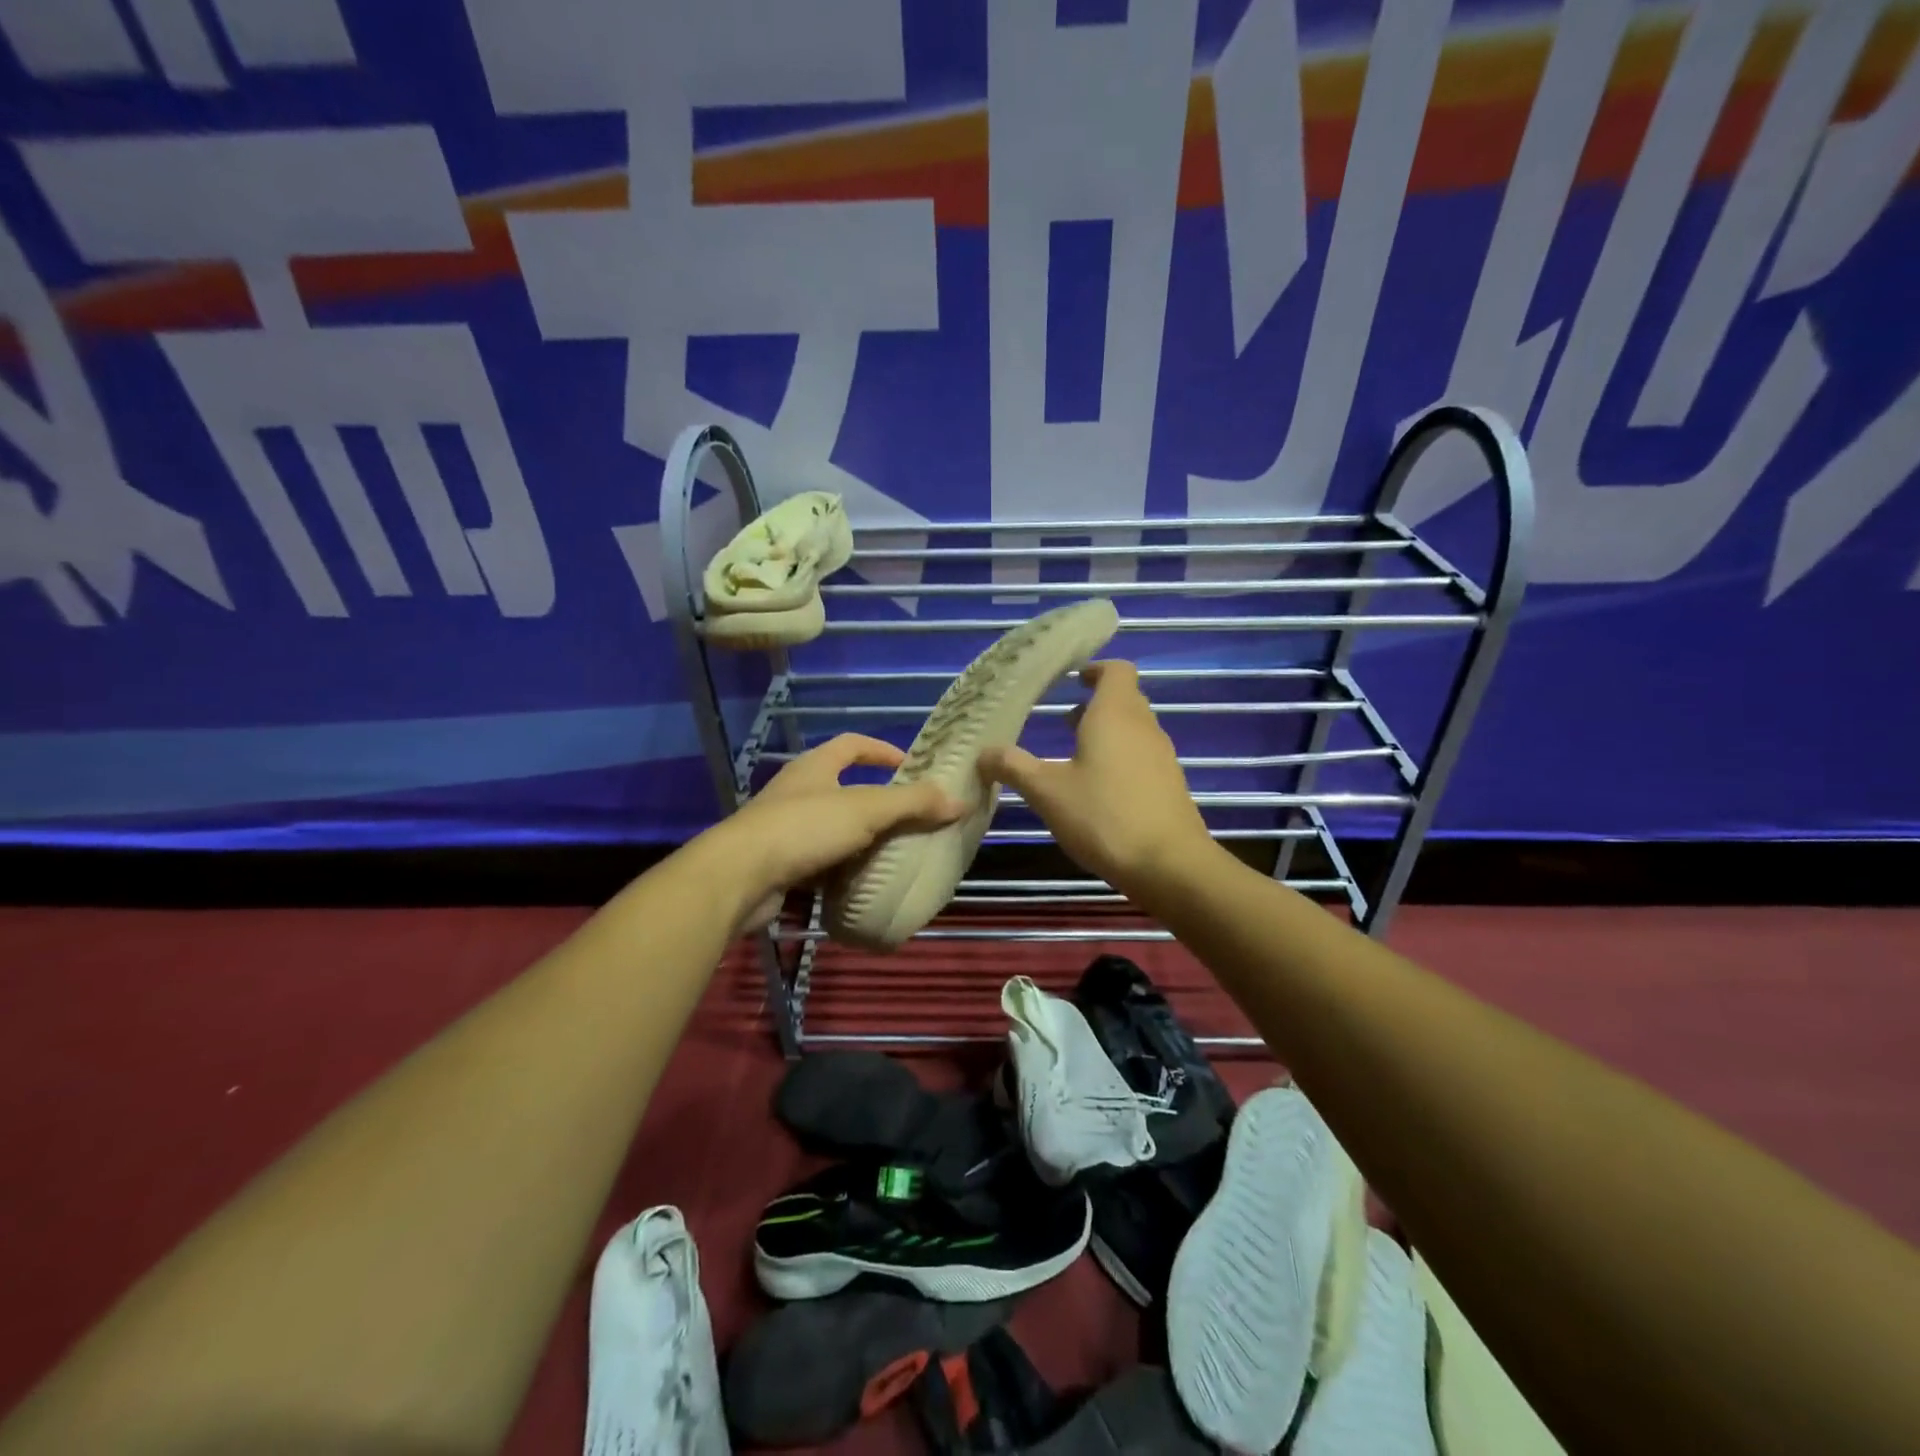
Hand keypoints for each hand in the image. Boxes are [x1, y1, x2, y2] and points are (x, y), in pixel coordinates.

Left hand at [706, 734, 963, 932]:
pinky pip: (819, 861)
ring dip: (859, 839)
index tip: (910, 766)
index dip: (881, 750)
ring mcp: (784, 828)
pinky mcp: (778, 864)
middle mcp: (797, 791)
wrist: (738, 878)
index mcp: (815, 767)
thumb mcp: (866, 810)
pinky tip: (860, 884)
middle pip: (842, 787)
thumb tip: (960, 800)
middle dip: (876, 801)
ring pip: (831, 828)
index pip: (852, 744)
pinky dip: (840, 870)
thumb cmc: (803, 829)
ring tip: (892, 853)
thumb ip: (913, 804)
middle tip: (910, 818)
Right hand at [980, 660, 1213, 898]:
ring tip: (1075, 755)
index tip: (1072, 679)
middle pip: (1125, 698)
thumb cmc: (1103, 816)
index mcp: (1115, 714)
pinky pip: (1142, 756)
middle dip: (1095, 704)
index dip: (1095, 669)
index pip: (1116, 670)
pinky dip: (1120, 759)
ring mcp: (1161, 756)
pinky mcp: (1169, 784)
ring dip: (1107, 733)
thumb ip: (1014, 767)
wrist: (1169, 865)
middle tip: (1064, 719)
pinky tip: (1098, 790)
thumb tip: (983, 753)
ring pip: (1134, 729)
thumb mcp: (1047, 791)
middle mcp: (1143, 726)